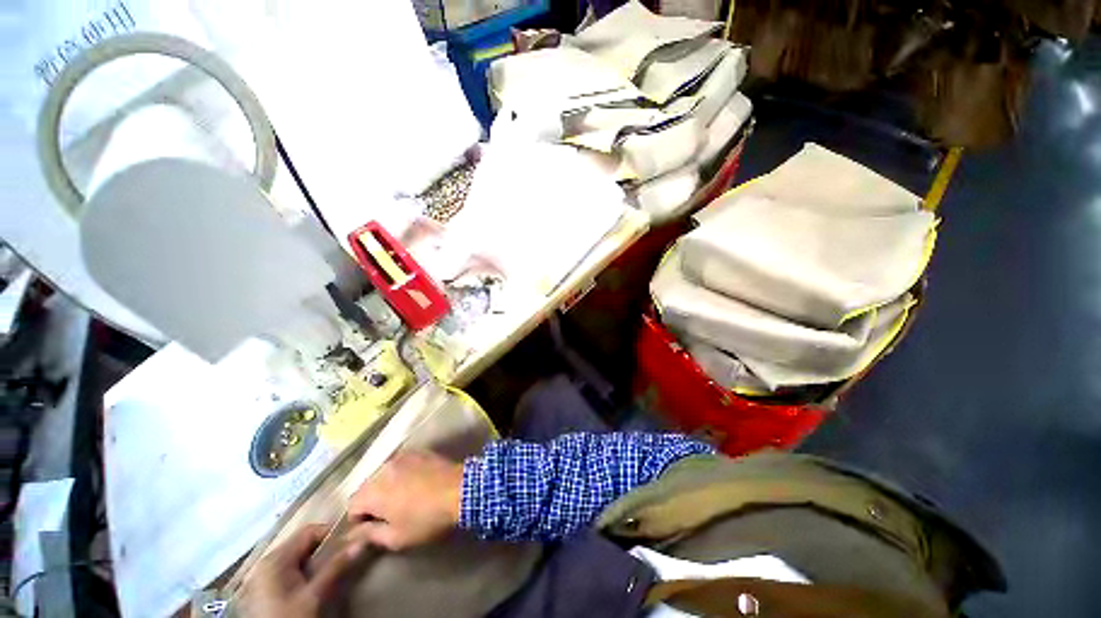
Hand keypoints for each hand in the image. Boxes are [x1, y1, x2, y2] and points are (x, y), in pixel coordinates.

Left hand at [239, 524, 363, 617]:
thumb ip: (336, 566)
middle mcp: (266, 561)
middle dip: (323, 549)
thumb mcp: (315, 594)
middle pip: (302, 543)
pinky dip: (303, 570)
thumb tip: (361, 540)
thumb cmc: (291, 617)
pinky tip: (311, 583)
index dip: (331, 534)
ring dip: (314, 561)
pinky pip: (288, 568)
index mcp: (275, 558)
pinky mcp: (264, 588)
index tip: (349, 543)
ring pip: (296, 557)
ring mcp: (263, 575)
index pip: (309, 531)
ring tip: (329, 571)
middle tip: (342, 557)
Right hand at [346, 450, 463, 550]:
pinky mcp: (418, 451)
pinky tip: (415, 483)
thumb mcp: (395, 537)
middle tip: (389, 514)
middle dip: (372, 501)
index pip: (351, 506)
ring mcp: (401, 456)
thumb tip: (350, 536)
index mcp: (373, 491)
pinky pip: (400, 464)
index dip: (359, 520)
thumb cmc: (426, 518)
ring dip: (386, 486)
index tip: (374, 528)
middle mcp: (383, 469)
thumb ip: (368, 535)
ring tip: (403, 498)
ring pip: (383, 475)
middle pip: (366, 488)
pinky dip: (401, 474)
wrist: (460, 490)